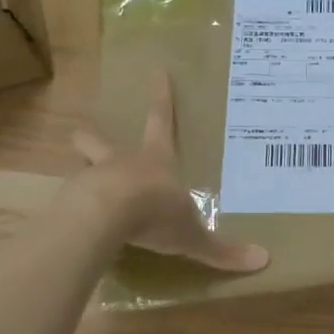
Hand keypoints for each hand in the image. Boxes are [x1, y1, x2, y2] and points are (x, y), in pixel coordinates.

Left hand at [71, 74, 268, 273]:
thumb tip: (263, 261)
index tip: (158, 71)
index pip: (161, 121)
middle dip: (92, 138)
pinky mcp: (69, 202)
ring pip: (80, 169)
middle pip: (98, 142)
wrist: (103, 219)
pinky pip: (70, 203)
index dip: (162, 98)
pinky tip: (76, 226)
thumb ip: (222, 250)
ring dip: (82, 175)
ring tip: (83, 191)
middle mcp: (120, 163)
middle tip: (83, 136)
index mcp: (155, 161)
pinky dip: (72, 211)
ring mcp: (90, 180)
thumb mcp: (192, 235)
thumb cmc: (154, 213)